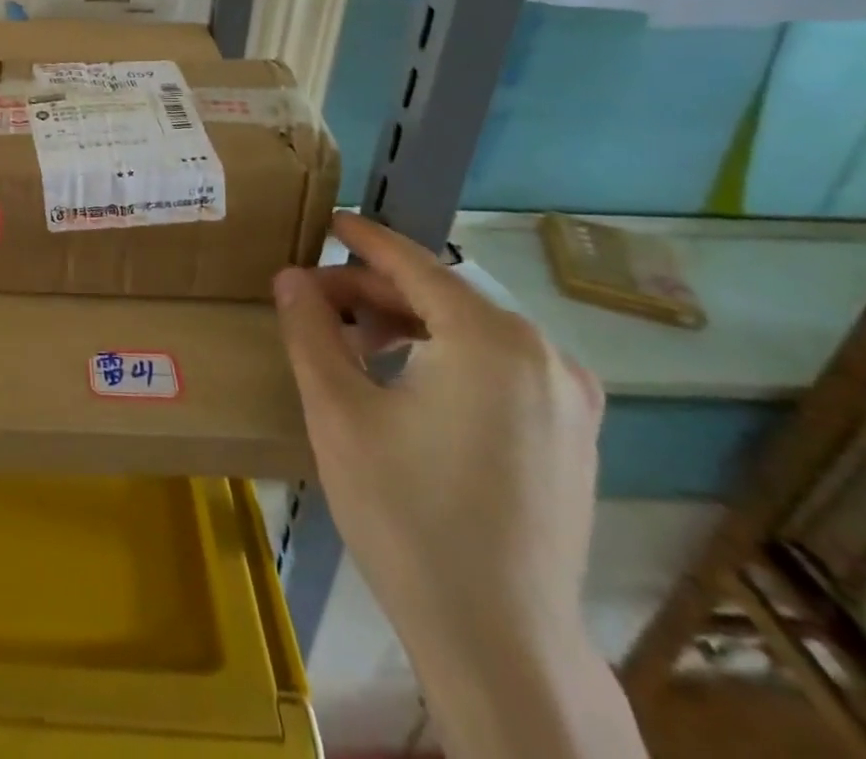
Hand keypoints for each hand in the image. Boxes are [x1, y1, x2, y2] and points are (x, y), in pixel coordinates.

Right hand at [274, 212, 604, 672]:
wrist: (503, 645)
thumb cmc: (408, 516)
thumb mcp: (338, 411)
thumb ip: (310, 329)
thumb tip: (291, 276)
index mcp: (492, 339)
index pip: (415, 264)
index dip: (364, 239)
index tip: (328, 221)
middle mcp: (544, 355)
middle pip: (443, 296)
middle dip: (375, 291)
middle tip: (317, 301)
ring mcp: (569, 398)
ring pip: (471, 331)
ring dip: (408, 324)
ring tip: (353, 343)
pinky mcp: (574, 435)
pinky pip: (499, 366)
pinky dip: (446, 355)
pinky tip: (405, 382)